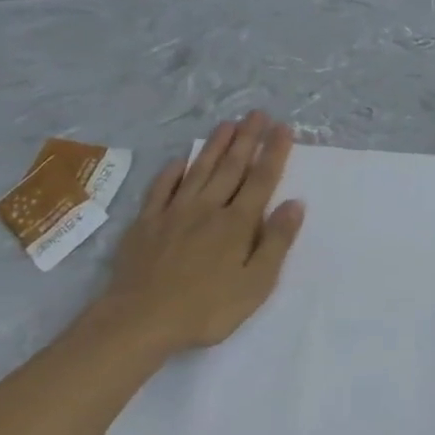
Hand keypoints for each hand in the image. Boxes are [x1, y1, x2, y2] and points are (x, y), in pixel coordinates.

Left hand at [85, 111, 304, 355]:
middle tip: (257, 113)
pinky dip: (172, 172)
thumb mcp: (256, 284)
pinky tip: (179, 161)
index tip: (283, 128)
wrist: (139, 321)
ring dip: (214, 146)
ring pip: (199, 170)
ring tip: (227, 124)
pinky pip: (161, 189)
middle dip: (247, 139)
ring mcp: (174, 213)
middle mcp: (208, 208)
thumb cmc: (207, 309)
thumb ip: (276, 242)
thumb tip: (295, 204)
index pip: (261, 180)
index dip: (274, 152)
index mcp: (237, 223)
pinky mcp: (146, 223)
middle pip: (231, 167)